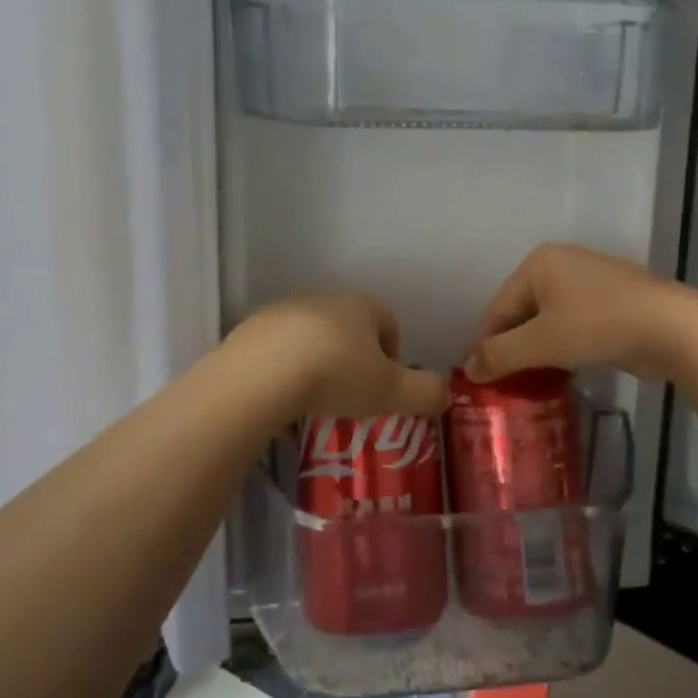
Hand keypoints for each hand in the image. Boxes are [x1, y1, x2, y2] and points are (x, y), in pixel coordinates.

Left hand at [230, 292, 449, 419]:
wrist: (261, 374)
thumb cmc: (337, 375)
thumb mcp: (391, 391)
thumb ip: (424, 392)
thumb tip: (446, 394)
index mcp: (362, 306)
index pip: (389, 322)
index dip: (393, 354)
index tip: (386, 386)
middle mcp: (324, 299)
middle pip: (349, 326)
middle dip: (354, 356)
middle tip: (352, 394)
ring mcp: (284, 311)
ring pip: (312, 335)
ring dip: (318, 360)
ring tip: (315, 398)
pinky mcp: (251, 329)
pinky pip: (277, 349)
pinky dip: (284, 368)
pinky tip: (282, 395)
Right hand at [465, 243, 696, 383]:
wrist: (672, 329)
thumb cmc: (598, 326)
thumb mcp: (541, 343)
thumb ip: (500, 355)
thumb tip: (468, 369)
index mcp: (538, 263)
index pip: (498, 308)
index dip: (487, 346)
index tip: (482, 381)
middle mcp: (561, 264)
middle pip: (522, 313)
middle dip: (514, 349)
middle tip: (506, 386)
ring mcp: (590, 281)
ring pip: (549, 321)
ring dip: (539, 352)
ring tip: (531, 386)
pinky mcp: (612, 302)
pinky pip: (573, 326)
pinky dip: (564, 348)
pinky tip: (563, 374)